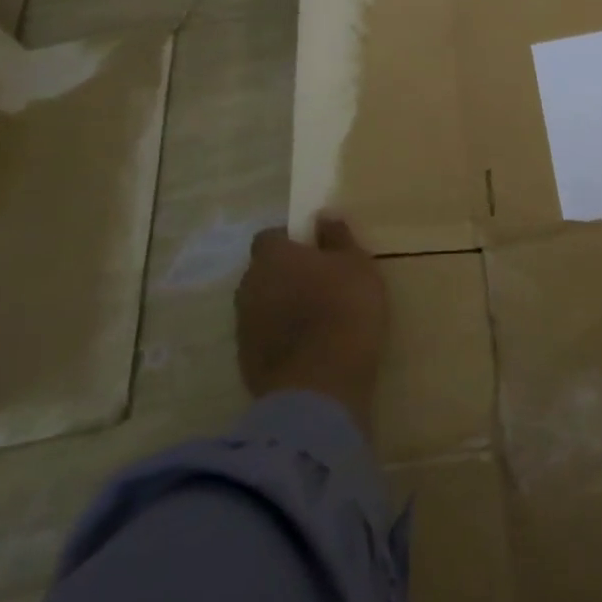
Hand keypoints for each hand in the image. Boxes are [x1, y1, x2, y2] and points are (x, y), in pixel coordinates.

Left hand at [236, 214, 387, 434]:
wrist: (320, 384)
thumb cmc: (344, 308)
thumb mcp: (357, 265)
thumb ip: (338, 238)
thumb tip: (323, 216)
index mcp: (273, 257)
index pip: (270, 237)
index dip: (292, 241)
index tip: (317, 250)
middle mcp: (249, 286)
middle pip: (264, 271)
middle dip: (287, 273)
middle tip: (321, 282)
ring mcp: (243, 326)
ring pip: (262, 304)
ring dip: (282, 305)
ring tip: (317, 317)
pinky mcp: (246, 360)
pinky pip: (264, 336)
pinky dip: (281, 336)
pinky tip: (309, 346)